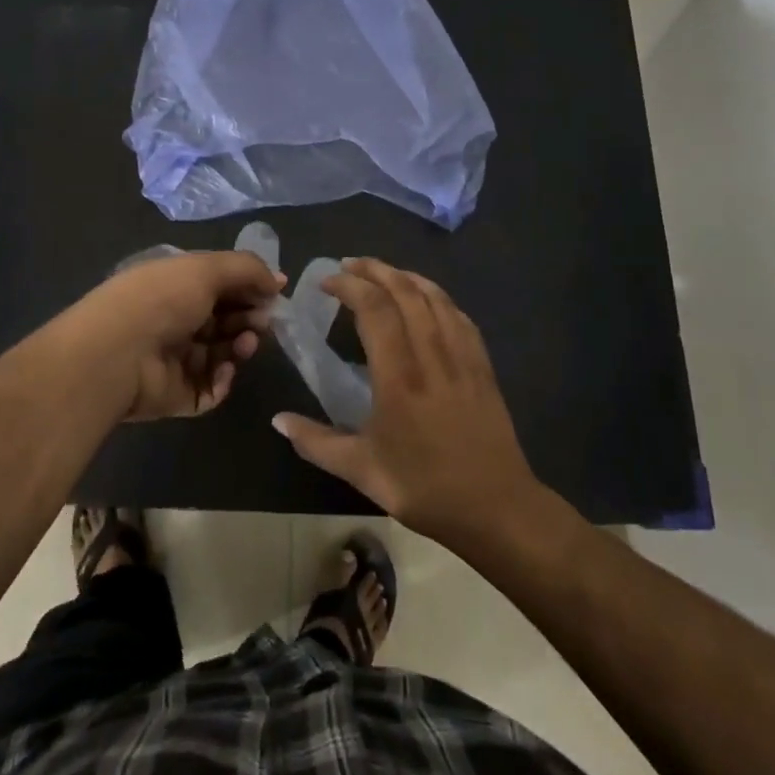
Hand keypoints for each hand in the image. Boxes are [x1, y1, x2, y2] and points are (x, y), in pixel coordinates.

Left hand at [60, 251, 284, 421]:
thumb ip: (248, 270)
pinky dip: (224, 379)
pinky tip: (225, 369)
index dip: (248, 287)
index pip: (219, 285)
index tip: (274, 293)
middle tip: (262, 321)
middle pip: (224, 319)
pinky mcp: (177, 395)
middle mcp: (174, 320)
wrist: (117, 354)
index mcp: (174, 285)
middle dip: (248, 317)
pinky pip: (211, 388)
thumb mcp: (206, 268)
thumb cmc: (162, 299)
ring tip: (245, 343)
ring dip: (240, 346)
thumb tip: (279, 280)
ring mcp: (175, 360)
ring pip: (222, 354)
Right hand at [272, 258, 539, 544]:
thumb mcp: (362, 470)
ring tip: (383, 272)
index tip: (326, 282)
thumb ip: (316, 442)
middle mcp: (432, 356)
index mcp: (399, 378)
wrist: (497, 508)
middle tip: (349, 265)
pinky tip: (428, 299)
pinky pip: (459, 317)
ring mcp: (462, 358)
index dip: (350, 286)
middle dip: (375, 270)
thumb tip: (277, 420)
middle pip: (405, 292)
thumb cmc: (425, 489)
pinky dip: (438, 297)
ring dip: (406, 277)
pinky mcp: (482, 367)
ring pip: (435, 298)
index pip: (375, 310)